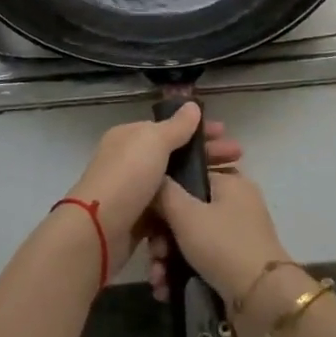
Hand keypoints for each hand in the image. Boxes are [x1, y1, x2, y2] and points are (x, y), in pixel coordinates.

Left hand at [68, 103, 240, 269]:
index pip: (170, 128)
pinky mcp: (137, 221)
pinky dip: (184, 211)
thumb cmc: (128, 177)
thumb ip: (176, 126)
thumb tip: (192, 105)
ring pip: (174, 185)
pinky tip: (206, 214)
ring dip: (199, 185)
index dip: (199, 130)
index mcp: (131, 137)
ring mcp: (134, 192)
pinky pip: (167, 212)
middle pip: (175, 156)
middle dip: (206, 157)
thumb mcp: (154, 142)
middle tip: (238, 161)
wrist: (97, 231)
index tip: (226, 135)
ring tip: (227, 189)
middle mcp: (130, 161)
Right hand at [148, 163, 293, 330]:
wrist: (262, 300)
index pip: (188, 177)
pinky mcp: (234, 263)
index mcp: (230, 182)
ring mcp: (236, 234)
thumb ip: (164, 192)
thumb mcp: (186, 214)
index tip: (145, 217)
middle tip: (153, 255)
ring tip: (157, 280)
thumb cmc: (223, 245)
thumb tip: (153, 179)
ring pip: (190, 239)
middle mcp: (235, 204)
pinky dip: (181, 272)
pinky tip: (165, 289)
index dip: (162, 196)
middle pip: (186, 212)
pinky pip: (200, 259)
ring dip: (167, 259)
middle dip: (162, 237)